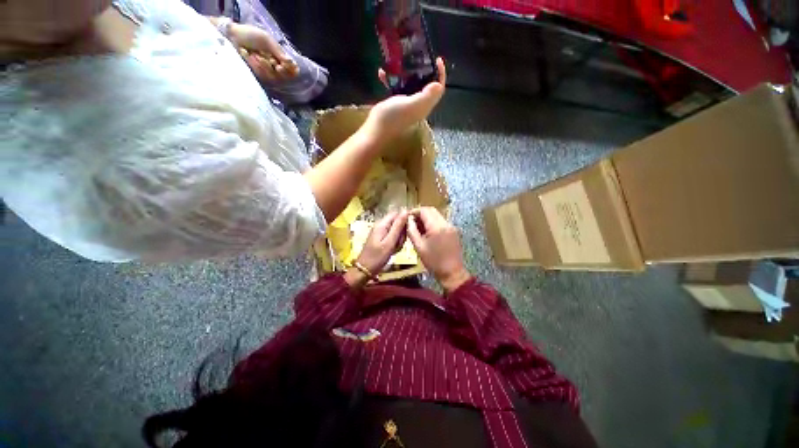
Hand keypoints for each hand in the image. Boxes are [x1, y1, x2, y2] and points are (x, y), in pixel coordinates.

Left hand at [228, 23, 298, 81]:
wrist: (231, 37)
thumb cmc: (250, 35)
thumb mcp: (266, 40)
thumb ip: (279, 52)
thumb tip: (291, 63)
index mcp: (280, 58)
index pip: (293, 72)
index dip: (291, 71)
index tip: (283, 65)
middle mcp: (275, 68)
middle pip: (284, 77)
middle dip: (277, 68)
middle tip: (271, 60)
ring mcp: (266, 73)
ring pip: (273, 77)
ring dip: (264, 66)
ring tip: (255, 55)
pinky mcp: (256, 76)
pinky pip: (262, 76)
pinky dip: (255, 66)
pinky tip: (249, 56)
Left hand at [356, 210, 408, 275]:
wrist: (365, 269)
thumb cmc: (377, 257)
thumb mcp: (390, 242)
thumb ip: (398, 226)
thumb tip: (405, 210)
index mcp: (382, 224)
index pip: (397, 214)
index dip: (405, 219)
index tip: (409, 230)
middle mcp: (381, 225)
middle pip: (397, 222)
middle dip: (402, 232)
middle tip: (399, 243)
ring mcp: (381, 232)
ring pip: (396, 231)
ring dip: (399, 239)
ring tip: (395, 248)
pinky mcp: (381, 238)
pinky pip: (392, 237)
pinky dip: (395, 243)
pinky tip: (393, 250)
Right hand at [365, 57, 445, 142]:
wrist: (376, 129)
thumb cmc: (394, 116)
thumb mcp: (411, 104)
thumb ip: (425, 96)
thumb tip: (439, 84)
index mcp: (424, 105)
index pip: (438, 89)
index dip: (441, 74)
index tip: (437, 59)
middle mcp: (418, 105)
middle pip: (428, 86)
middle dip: (427, 71)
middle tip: (421, 57)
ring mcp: (407, 105)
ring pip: (413, 86)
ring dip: (409, 74)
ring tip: (402, 61)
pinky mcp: (396, 104)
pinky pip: (397, 89)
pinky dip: (391, 80)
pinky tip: (382, 73)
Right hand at [406, 207, 470, 291]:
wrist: (452, 273)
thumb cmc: (433, 262)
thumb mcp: (419, 247)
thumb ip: (412, 231)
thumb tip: (408, 220)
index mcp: (437, 227)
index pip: (424, 210)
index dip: (414, 211)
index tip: (406, 217)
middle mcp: (446, 223)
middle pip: (431, 210)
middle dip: (420, 213)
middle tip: (411, 221)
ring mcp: (451, 227)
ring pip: (437, 215)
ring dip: (427, 218)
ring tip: (418, 227)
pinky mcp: (454, 231)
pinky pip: (441, 222)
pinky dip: (433, 223)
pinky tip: (427, 232)